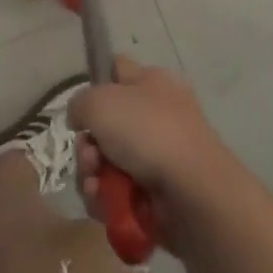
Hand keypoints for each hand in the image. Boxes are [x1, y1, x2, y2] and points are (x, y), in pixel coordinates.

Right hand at [69, 56, 233, 251]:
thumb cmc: (148, 132)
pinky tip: (105, 203)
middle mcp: (156, 116)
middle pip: (105, 125)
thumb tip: (81, 118)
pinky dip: (106, 199)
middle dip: (88, 144)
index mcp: (152, 83)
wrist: (193, 192)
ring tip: (95, 184)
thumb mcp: (100, 101)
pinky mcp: (155, 196)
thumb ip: (80, 103)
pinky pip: (116, 193)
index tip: (83, 107)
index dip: (97, 84)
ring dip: (91, 174)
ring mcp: (157, 157)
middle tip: (90, 155)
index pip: (118, 70)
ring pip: (106, 162)